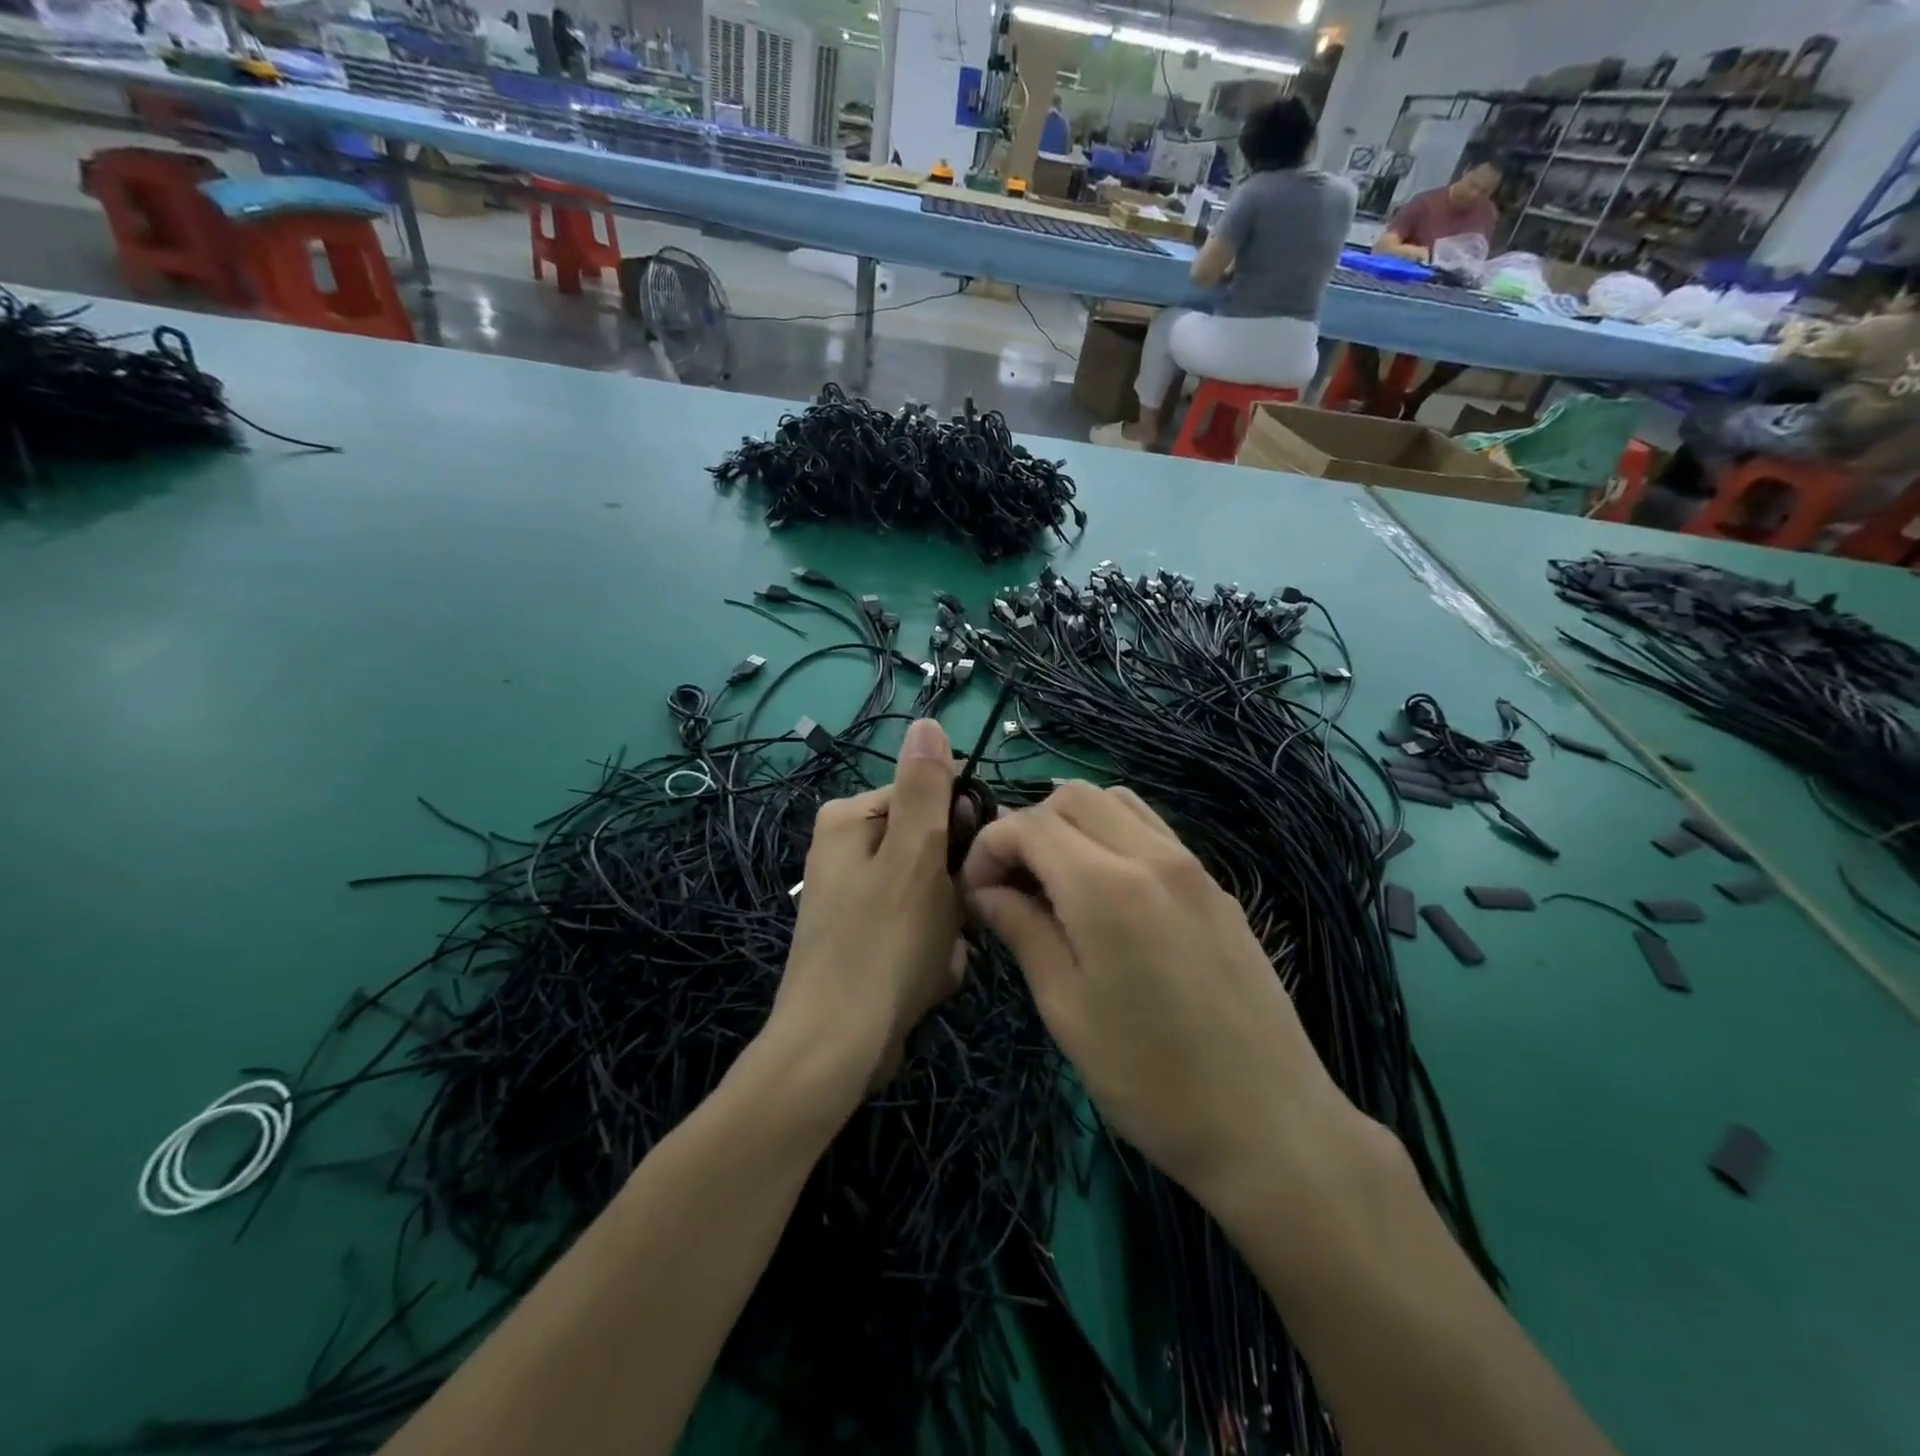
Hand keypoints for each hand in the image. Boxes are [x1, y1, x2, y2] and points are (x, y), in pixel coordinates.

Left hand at [770, 719, 966, 1105]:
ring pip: (934, 895)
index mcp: (850, 820)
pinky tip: (923, 981)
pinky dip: (930, 955)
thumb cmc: (881, 944)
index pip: (929, 796)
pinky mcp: (865, 940)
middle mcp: (847, 851)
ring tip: (934, 960)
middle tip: (950, 924)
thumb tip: (927, 720)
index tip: (972, 866)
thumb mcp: (914, 855)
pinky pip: (918, 931)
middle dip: (952, 890)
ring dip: (947, 928)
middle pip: (933, 849)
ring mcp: (855, 898)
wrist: (836, 1050)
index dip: (960, 830)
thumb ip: (925, 788)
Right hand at [962, 782, 1349, 1202]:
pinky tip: (1107, 892)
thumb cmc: (1150, 1078)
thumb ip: (1022, 931)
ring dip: (1073, 823)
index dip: (989, 847)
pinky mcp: (1216, 886)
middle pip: (1072, 796)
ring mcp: (1192, 866)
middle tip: (1012, 884)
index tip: (976, 893)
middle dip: (1028, 825)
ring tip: (1056, 881)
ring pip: (1116, 801)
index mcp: (1105, 886)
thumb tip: (986, 890)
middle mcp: (1151, 855)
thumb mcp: (1066, 1009)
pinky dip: (1113, 835)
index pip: (1028, 824)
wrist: (1270, 1124)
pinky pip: (1153, 830)